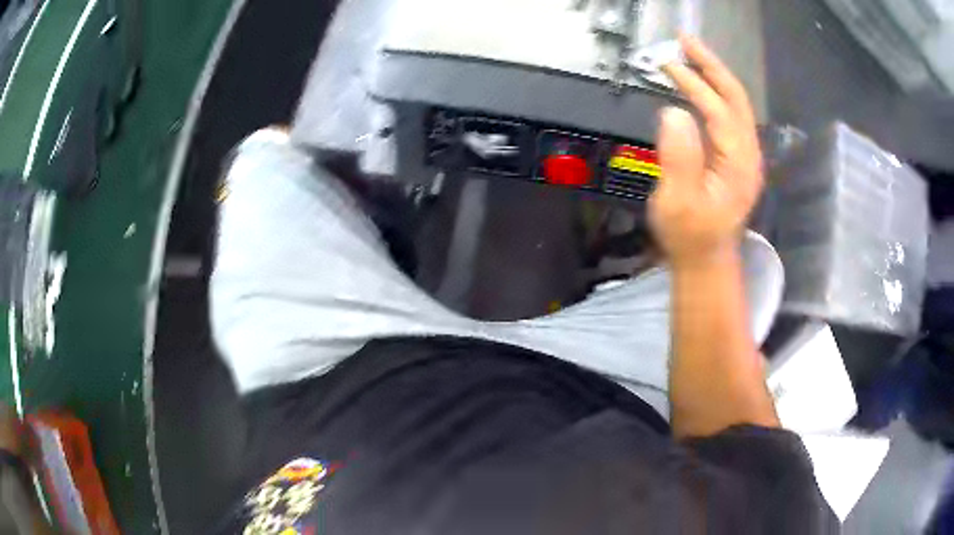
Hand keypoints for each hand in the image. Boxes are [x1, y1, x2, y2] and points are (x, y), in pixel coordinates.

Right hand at [650, 35, 762, 267]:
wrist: (706, 261)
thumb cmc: (690, 236)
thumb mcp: (678, 201)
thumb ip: (679, 157)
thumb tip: (673, 111)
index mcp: (737, 162)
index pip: (718, 109)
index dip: (694, 83)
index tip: (667, 63)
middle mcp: (748, 153)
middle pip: (735, 98)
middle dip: (712, 66)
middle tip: (686, 41)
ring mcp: (744, 156)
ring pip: (735, 104)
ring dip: (714, 76)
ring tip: (690, 56)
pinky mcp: (736, 159)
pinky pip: (729, 116)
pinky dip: (714, 94)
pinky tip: (698, 87)